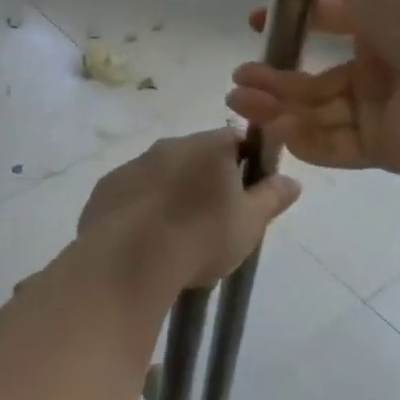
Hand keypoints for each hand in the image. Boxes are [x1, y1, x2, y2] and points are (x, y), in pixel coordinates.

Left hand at [78, 129, 301, 293]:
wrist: (129, 259)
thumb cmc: (200, 237)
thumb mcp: (249, 223)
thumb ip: (272, 197)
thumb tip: (292, 180)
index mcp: (207, 147)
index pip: (235, 140)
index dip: (245, 163)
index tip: (246, 194)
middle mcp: (169, 145)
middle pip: (196, 155)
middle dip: (206, 179)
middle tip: (214, 219)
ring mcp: (133, 164)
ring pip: (162, 172)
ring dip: (172, 192)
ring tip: (177, 234)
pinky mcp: (107, 187)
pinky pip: (133, 191)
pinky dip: (142, 207)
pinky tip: (145, 238)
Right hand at [226, 0, 399, 172]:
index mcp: (382, 23)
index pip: (329, 22)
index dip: (293, 22)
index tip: (257, 24)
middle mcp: (381, 68)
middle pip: (315, 78)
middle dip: (273, 77)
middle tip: (239, 76)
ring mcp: (381, 112)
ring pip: (317, 112)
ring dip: (276, 106)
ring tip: (239, 98)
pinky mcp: (382, 150)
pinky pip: (333, 145)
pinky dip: (302, 137)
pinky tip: (274, 124)